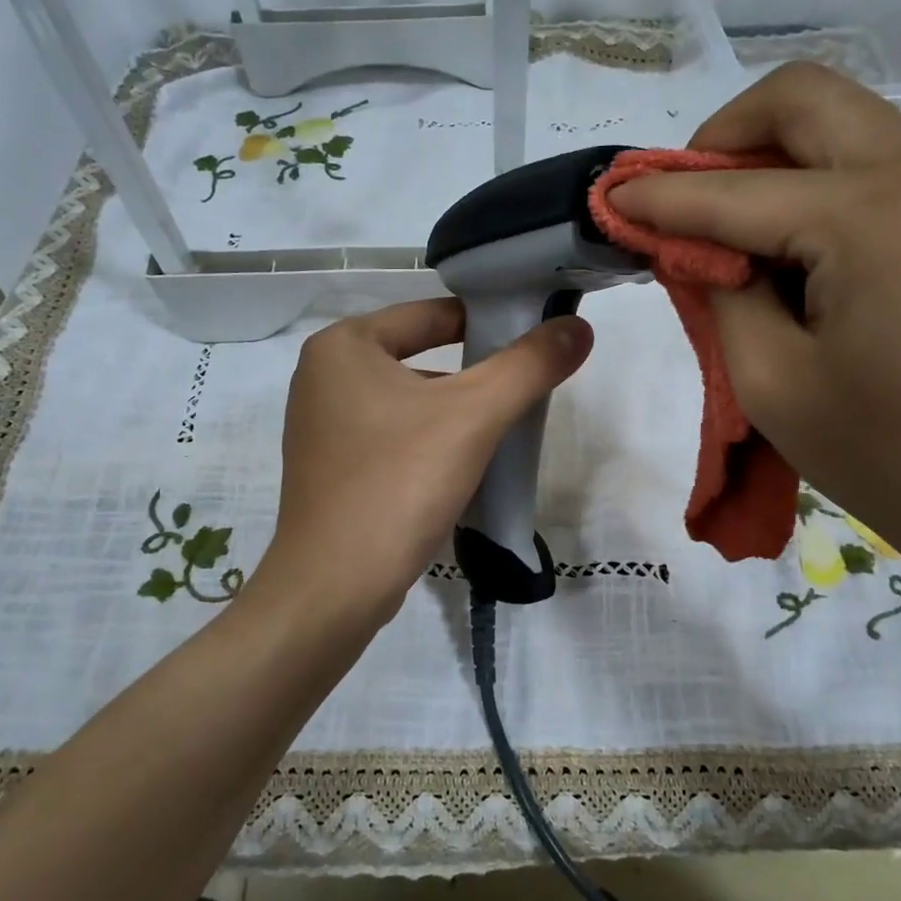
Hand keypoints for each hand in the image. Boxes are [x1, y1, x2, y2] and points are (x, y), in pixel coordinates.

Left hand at [251, 298, 592, 629]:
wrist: (335, 586)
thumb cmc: (399, 483)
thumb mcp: (474, 415)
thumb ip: (528, 365)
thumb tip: (578, 328)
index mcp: (344, 346)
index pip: (433, 314)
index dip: (490, 321)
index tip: (536, 339)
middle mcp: (323, 376)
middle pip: (421, 356)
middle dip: (475, 374)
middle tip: (525, 390)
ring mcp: (321, 425)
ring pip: (408, 401)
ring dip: (454, 412)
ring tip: (502, 431)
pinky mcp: (330, 468)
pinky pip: (391, 437)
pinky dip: (428, 442)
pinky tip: (461, 467)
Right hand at [609, 62, 900, 606]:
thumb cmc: (894, 459)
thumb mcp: (772, 383)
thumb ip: (720, 295)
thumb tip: (694, 247)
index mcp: (871, 213)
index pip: (733, 191)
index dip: (660, 197)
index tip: (609, 199)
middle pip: (803, 100)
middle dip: (723, 136)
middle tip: (683, 198)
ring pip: (849, 124)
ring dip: (777, 159)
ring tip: (740, 234)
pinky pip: (886, 165)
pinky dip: (827, 184)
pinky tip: (806, 251)